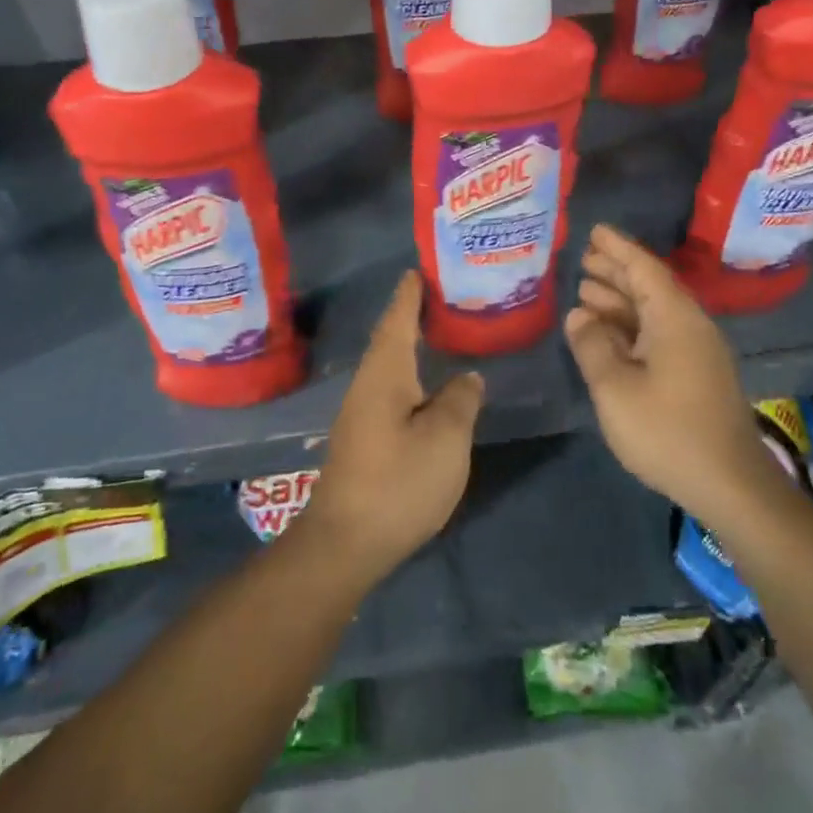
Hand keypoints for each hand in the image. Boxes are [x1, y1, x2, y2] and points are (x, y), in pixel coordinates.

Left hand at [300, 271, 484, 584]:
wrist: (345, 542)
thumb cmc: (398, 482)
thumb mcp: (445, 439)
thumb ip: (460, 401)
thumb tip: (467, 377)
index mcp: (385, 373)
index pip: (398, 319)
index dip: (410, 294)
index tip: (420, 270)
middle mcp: (368, 384)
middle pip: (390, 339)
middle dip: (410, 315)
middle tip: (439, 296)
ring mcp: (361, 412)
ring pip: (389, 366)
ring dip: (409, 344)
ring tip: (437, 333)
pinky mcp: (363, 438)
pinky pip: (389, 388)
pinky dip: (409, 374)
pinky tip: (426, 386)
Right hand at [564, 225, 779, 523]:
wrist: (731, 485)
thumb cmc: (668, 431)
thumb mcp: (615, 388)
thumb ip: (592, 345)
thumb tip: (579, 315)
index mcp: (675, 318)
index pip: (644, 268)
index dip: (618, 248)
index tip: (594, 230)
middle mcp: (689, 326)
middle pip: (650, 286)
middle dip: (616, 270)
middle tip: (583, 257)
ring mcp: (696, 351)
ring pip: (654, 312)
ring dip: (621, 299)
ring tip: (586, 289)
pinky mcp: (696, 374)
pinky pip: (658, 333)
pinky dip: (630, 325)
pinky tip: (607, 332)